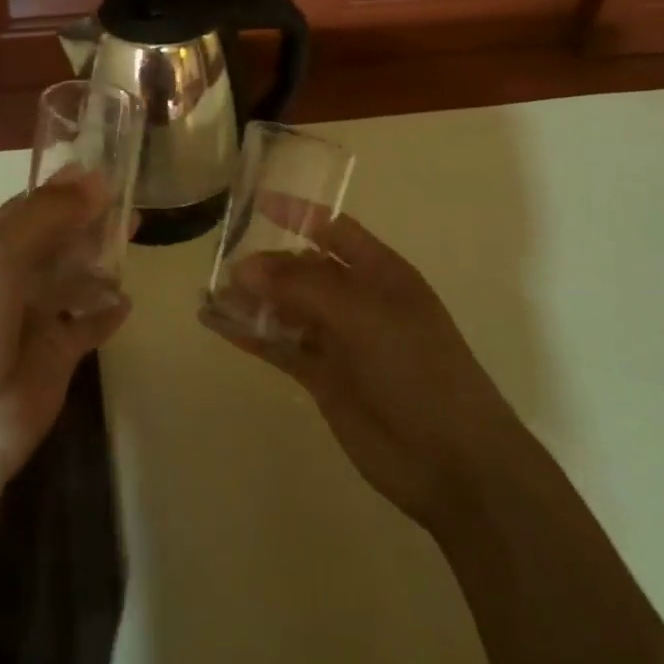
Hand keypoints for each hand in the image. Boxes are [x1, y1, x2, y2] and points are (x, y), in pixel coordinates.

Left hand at [0, 171, 130, 481]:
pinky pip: (88, 324)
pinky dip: (107, 312)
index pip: (25, 210)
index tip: (104, 172)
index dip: (62, 191)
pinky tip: (127, 300)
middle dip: (89, 221)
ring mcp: (32, 318)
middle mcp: (5, 280)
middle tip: (130, 204)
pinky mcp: (57, 354)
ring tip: (134, 239)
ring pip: (73, 278)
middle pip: (55, 241)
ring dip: (100, 260)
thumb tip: (96, 177)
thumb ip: (46, 214)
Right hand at [201, 216, 507, 531]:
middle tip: (221, 265)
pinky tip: (217, 325)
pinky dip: (250, 335)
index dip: (297, 214)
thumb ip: (302, 287)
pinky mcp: (322, 378)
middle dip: (265, 263)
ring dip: (252, 300)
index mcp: (380, 273)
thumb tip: (244, 267)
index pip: (333, 230)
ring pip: (287, 309)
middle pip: (302, 270)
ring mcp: (339, 340)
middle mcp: (358, 300)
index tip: (255, 201)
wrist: (453, 462)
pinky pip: (280, 346)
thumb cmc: (417, 369)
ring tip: (210, 293)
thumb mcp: (364, 315)